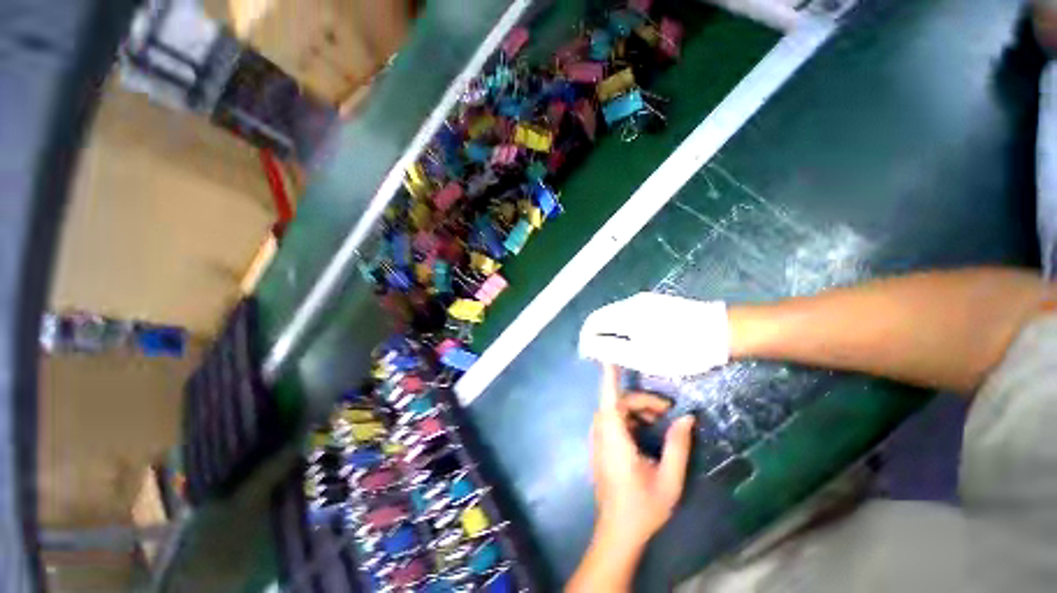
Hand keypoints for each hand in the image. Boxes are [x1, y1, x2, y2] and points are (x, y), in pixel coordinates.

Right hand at [579, 292, 730, 376]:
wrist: (725, 331)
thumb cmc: (682, 348)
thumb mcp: (643, 356)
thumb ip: (611, 349)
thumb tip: (588, 346)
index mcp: (625, 314)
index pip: (592, 322)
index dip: (587, 338)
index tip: (589, 356)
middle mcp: (631, 302)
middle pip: (603, 316)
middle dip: (598, 336)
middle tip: (604, 357)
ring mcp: (646, 300)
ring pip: (616, 314)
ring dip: (611, 332)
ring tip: (619, 351)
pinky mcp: (658, 303)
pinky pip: (630, 313)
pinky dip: (624, 327)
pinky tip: (636, 340)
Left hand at [590, 364, 695, 545]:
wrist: (617, 532)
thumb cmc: (643, 507)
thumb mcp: (669, 478)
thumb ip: (678, 445)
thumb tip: (687, 417)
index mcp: (615, 439)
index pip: (610, 399)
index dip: (609, 377)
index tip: (609, 358)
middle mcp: (601, 434)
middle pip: (617, 404)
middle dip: (641, 401)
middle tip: (667, 411)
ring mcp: (598, 441)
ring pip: (614, 412)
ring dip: (636, 411)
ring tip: (660, 422)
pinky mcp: (600, 447)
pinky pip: (612, 423)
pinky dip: (629, 420)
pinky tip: (646, 433)